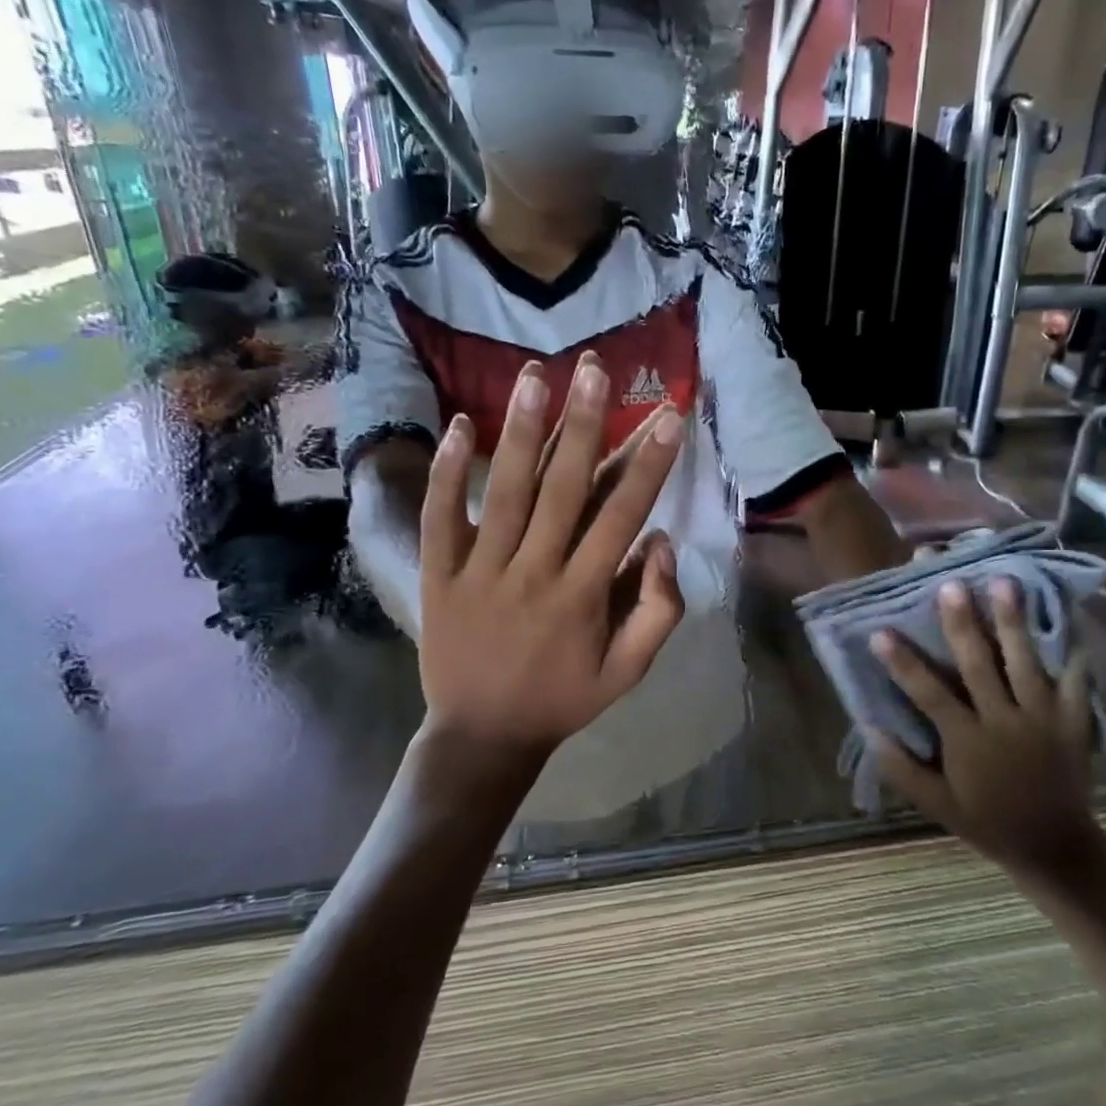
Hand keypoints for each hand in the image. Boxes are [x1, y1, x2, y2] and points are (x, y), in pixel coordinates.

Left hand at [417, 355, 686, 796]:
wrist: (482, 736)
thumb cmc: (562, 699)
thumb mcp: (627, 672)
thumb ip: (658, 611)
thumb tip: (662, 542)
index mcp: (583, 596)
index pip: (622, 516)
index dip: (648, 464)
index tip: (666, 416)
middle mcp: (533, 572)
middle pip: (563, 489)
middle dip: (583, 425)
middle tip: (595, 369)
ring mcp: (480, 571)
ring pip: (505, 492)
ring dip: (521, 430)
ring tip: (535, 374)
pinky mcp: (439, 574)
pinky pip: (442, 517)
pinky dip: (449, 471)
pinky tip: (462, 423)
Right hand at [869, 578, 1099, 885]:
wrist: (1056, 847)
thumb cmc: (988, 822)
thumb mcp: (936, 805)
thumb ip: (901, 769)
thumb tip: (868, 728)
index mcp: (967, 740)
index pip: (927, 693)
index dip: (902, 662)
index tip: (880, 631)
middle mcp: (1003, 721)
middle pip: (979, 665)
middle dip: (962, 623)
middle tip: (950, 585)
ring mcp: (1042, 719)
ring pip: (1024, 662)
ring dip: (1012, 621)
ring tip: (1005, 582)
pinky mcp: (1073, 722)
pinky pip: (1076, 682)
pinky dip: (1073, 651)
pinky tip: (1068, 619)